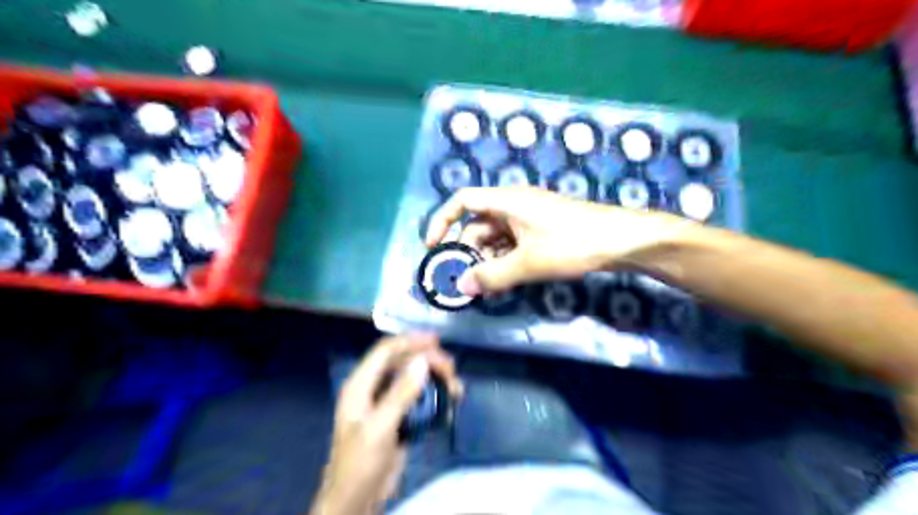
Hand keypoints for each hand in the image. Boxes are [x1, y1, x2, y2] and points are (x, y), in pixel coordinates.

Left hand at [312, 335, 462, 514]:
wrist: (356, 501)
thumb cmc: (360, 464)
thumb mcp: (379, 428)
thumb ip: (401, 394)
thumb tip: (422, 361)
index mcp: (360, 385)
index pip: (386, 351)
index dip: (410, 341)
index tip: (436, 341)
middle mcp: (372, 388)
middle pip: (403, 362)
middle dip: (428, 361)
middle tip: (452, 371)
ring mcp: (386, 402)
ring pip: (413, 378)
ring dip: (435, 379)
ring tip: (456, 388)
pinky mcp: (398, 417)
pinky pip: (418, 397)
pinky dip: (434, 396)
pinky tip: (449, 403)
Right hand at [423, 187, 688, 295]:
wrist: (620, 240)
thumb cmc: (571, 243)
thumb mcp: (527, 263)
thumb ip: (491, 276)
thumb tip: (462, 287)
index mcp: (506, 201)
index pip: (462, 201)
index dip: (442, 220)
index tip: (434, 247)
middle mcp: (514, 204)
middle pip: (478, 224)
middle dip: (469, 251)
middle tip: (467, 281)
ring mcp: (529, 217)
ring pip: (496, 237)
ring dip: (488, 259)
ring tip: (489, 287)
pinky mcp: (542, 229)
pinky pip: (513, 243)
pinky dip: (506, 259)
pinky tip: (507, 280)